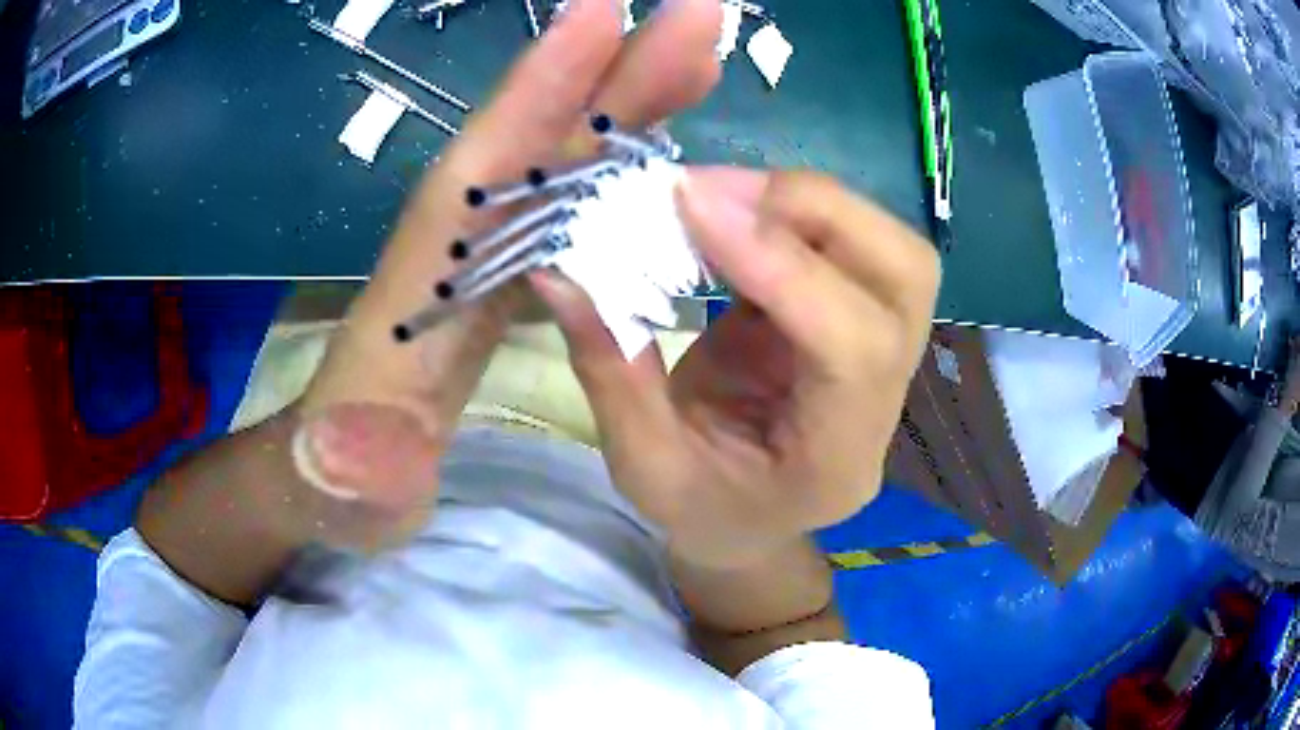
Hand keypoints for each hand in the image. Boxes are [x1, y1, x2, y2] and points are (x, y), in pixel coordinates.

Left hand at [287, 0, 724, 548]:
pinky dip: (620, 164)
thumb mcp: (336, 493)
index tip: (597, 11)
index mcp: (414, 283)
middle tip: (690, 17)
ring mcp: (484, 254)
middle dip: (611, 71)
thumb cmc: (341, 488)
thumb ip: (345, 473)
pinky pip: (572, 201)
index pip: (478, 168)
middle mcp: (454, 245)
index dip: (535, 89)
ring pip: (565, 158)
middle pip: (538, 140)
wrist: (337, 490)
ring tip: (696, 59)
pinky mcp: (505, 274)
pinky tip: (666, 149)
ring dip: (629, 102)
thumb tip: (350, 449)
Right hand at [533, 168, 939, 567]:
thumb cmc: (700, 511)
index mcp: (840, 458)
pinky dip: (795, 212)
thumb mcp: (642, 463)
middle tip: (712, 192)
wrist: (748, 522)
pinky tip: (734, 209)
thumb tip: (558, 269)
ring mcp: (889, 354)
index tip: (693, 204)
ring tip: (719, 195)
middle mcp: (886, 400)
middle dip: (812, 212)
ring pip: (894, 249)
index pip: (851, 345)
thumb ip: (608, 369)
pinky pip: (855, 244)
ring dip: (808, 203)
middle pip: (905, 275)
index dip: (780, 262)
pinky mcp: (864, 318)